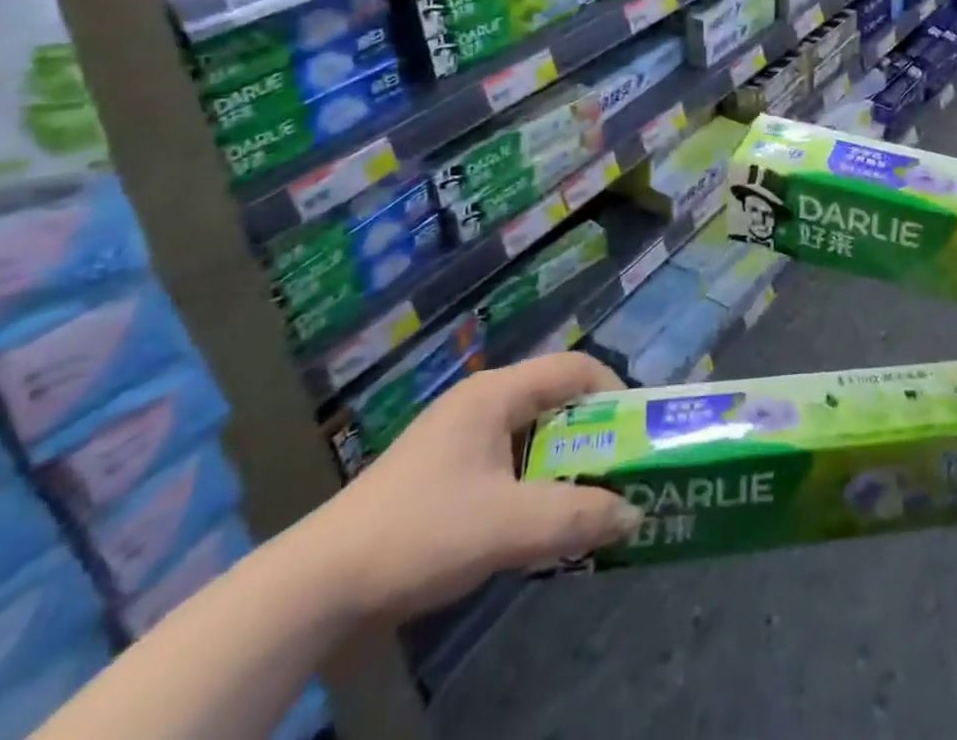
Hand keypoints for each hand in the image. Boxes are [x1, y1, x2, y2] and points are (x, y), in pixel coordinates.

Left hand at [309, 353, 640, 621]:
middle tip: (624, 470)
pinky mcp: (444, 476)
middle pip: (555, 403)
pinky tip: (541, 523)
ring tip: (592, 501)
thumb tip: (635, 514)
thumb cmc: (420, 532)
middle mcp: (481, 404)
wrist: (318, 587)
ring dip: (565, 466)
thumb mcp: (507, 525)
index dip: (613, 392)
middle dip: (594, 436)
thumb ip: (576, 517)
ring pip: (533, 438)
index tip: (638, 431)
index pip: (573, 368)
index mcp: (496, 394)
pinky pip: (509, 465)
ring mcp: (459, 440)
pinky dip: (536, 485)